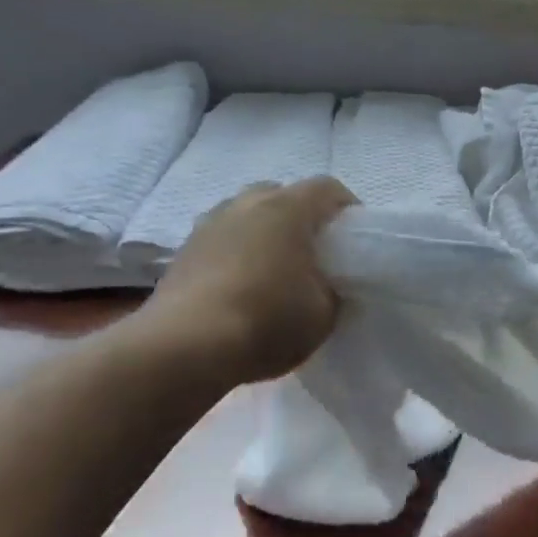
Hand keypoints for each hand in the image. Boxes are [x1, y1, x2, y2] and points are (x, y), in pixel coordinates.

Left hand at [117, 177, 356, 386]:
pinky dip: (235, 253)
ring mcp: (210, 223)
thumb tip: (327, 286)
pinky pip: (221, 240)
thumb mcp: (324, 314)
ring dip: (263, 233)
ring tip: (272, 269)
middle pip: (283, 195)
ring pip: (247, 215)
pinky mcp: (183, 250)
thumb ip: (334, 291)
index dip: (346, 208)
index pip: (328, 188)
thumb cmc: (266, 320)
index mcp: (289, 208)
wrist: (184, 347)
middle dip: (301, 218)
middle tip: (312, 253)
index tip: (354, 238)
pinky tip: (239, 287)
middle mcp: (248, 202)